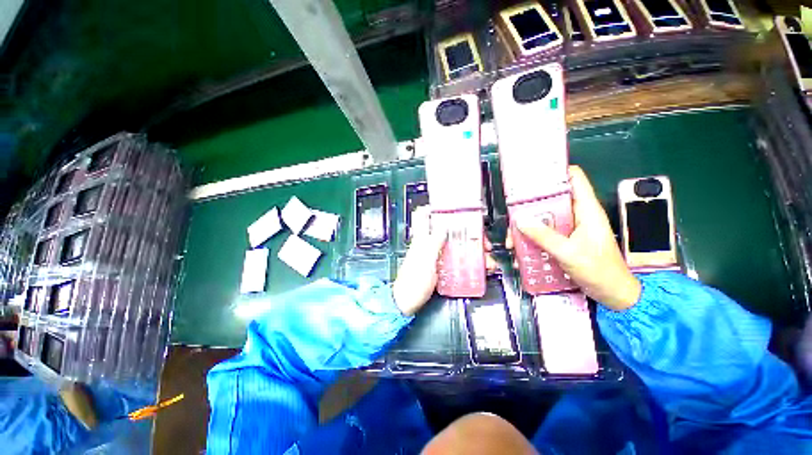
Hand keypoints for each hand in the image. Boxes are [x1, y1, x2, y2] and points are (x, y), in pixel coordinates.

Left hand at [393, 208, 497, 314]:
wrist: (407, 303)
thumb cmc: (413, 282)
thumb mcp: (425, 261)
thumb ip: (433, 243)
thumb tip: (444, 225)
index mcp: (422, 239)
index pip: (423, 216)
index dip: (435, 209)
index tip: (453, 209)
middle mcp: (429, 245)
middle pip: (449, 232)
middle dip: (467, 233)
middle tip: (483, 242)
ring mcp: (436, 256)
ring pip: (456, 246)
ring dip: (473, 250)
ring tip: (488, 259)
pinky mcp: (441, 268)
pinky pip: (457, 260)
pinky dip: (470, 262)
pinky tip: (481, 269)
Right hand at [508, 166, 640, 310]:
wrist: (613, 294)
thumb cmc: (599, 271)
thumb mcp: (569, 253)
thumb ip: (544, 236)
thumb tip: (520, 221)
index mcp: (587, 209)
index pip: (574, 178)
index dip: (555, 172)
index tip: (532, 174)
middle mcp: (578, 214)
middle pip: (552, 198)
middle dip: (531, 203)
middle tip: (512, 209)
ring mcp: (570, 228)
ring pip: (545, 217)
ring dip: (528, 224)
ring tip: (512, 235)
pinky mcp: (565, 240)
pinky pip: (544, 232)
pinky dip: (532, 236)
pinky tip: (521, 246)